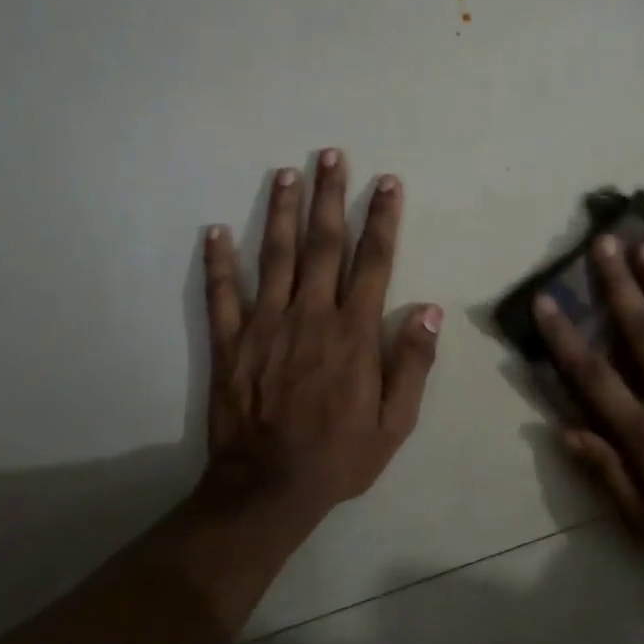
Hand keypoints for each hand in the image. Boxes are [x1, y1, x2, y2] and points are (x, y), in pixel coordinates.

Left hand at [203, 149, 442, 514]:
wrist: (268, 488)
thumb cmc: (339, 456)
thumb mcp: (395, 423)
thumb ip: (412, 364)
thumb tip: (429, 310)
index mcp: (353, 332)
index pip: (372, 262)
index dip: (382, 218)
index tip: (386, 183)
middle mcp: (310, 315)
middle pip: (322, 243)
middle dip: (329, 196)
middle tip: (330, 154)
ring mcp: (265, 325)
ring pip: (274, 255)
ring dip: (280, 211)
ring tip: (286, 173)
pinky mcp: (229, 342)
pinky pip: (222, 294)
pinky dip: (218, 261)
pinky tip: (214, 229)